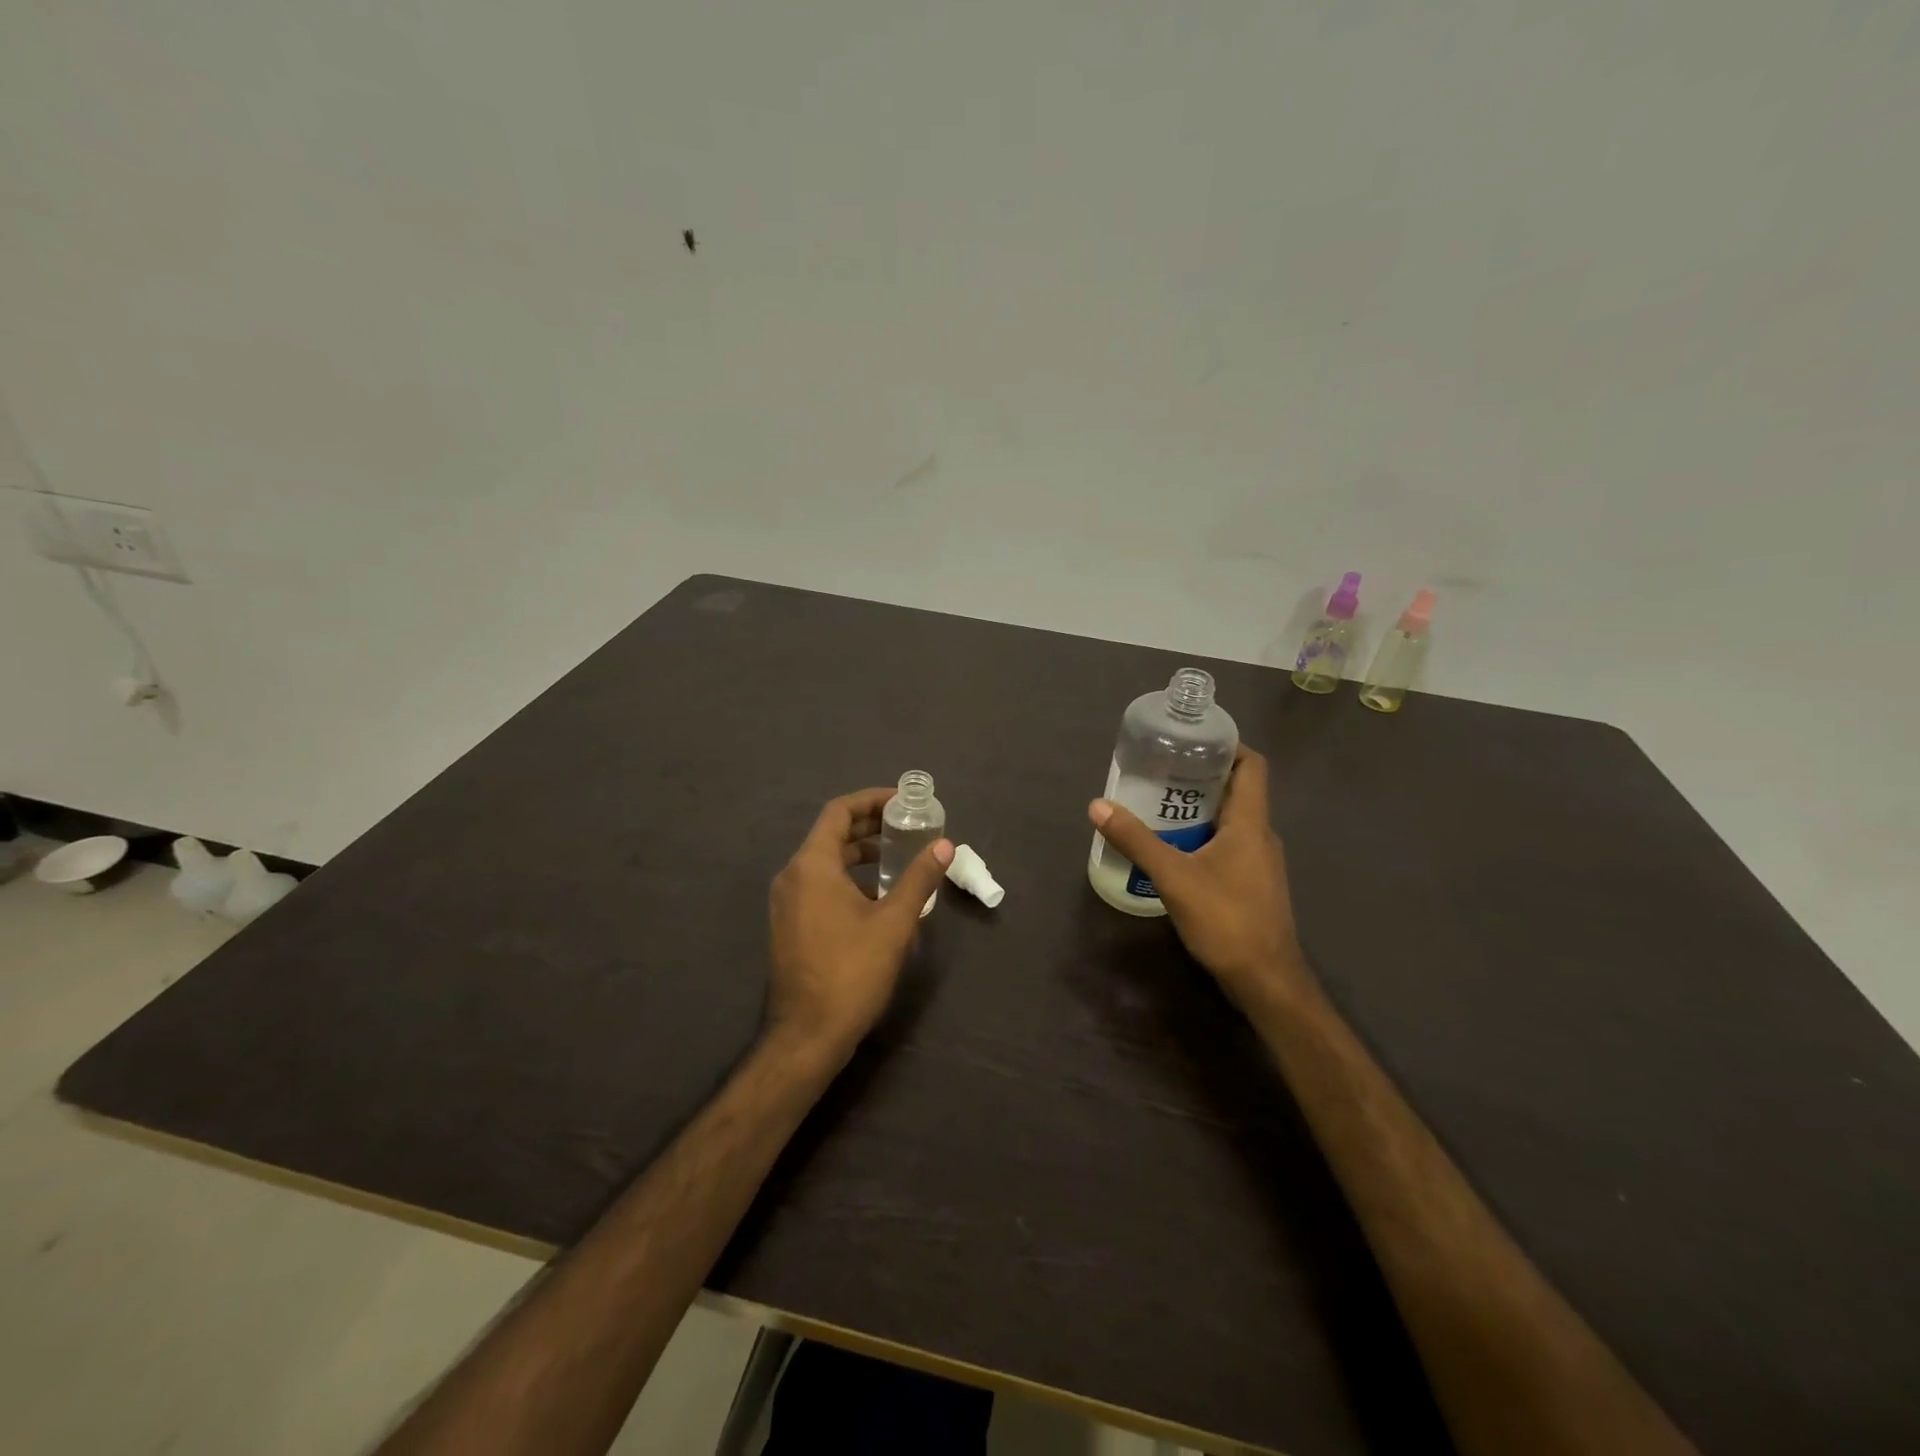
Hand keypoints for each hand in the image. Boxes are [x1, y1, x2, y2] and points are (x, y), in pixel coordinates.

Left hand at [767, 788, 952, 1062]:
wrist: (806, 1035)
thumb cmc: (851, 972)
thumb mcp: (894, 922)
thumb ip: (919, 878)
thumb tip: (945, 845)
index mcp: (812, 865)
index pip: (839, 812)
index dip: (871, 800)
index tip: (903, 802)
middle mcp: (792, 876)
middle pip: (831, 834)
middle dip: (869, 826)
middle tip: (907, 826)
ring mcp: (786, 902)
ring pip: (824, 861)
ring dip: (859, 853)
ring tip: (897, 858)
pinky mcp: (789, 924)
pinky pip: (818, 884)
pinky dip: (846, 877)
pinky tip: (876, 896)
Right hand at [1089, 746, 1308, 1000]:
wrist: (1266, 981)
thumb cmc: (1226, 920)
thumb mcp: (1173, 877)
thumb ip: (1136, 840)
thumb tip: (1097, 805)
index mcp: (1250, 822)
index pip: (1251, 765)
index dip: (1226, 745)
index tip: (1190, 740)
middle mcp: (1260, 835)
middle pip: (1235, 790)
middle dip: (1198, 777)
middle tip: (1159, 772)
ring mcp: (1259, 862)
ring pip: (1229, 821)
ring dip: (1197, 810)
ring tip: (1157, 806)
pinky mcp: (1252, 885)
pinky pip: (1227, 846)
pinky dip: (1201, 838)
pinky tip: (1172, 851)